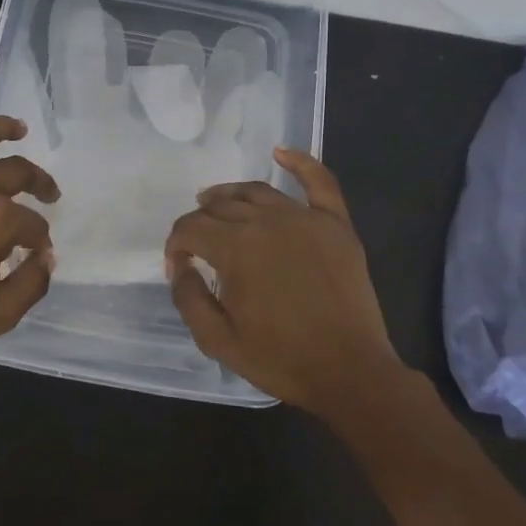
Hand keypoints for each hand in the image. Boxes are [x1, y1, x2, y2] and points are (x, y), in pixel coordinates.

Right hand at [164, 147, 396, 416]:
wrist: (350, 373)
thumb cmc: (280, 359)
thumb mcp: (218, 340)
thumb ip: (188, 299)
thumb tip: (180, 267)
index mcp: (235, 248)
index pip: (191, 228)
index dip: (176, 245)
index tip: (177, 268)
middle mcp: (267, 222)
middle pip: (221, 206)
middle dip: (200, 221)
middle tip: (197, 243)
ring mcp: (306, 219)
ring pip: (257, 192)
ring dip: (230, 194)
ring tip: (217, 203)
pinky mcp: (336, 225)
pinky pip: (319, 182)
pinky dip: (299, 162)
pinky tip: (280, 152)